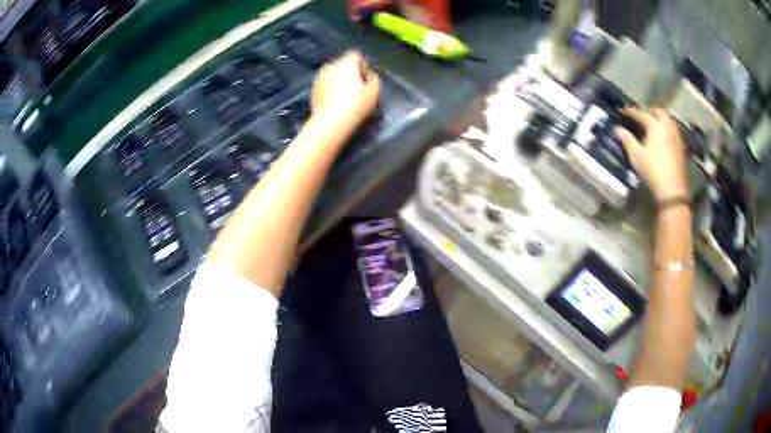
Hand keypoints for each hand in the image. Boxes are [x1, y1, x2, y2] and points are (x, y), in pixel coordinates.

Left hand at [311, 51, 380, 131]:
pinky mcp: (313, 90)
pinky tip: (336, 103)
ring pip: (333, 75)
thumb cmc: (355, 105)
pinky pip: (326, 85)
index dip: (364, 67)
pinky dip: (331, 90)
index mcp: (345, 63)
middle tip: (359, 89)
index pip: (356, 56)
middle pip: (344, 65)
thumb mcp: (374, 92)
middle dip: (351, 74)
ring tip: (346, 97)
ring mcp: (319, 78)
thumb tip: (369, 76)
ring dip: (340, 82)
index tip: (367, 81)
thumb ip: (374, 79)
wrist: (330, 123)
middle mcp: (330, 66)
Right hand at [615, 108, 687, 202]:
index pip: (642, 114)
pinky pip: (673, 130)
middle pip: (659, 112)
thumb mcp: (636, 156)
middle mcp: (667, 126)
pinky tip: (663, 136)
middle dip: (650, 111)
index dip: (632, 112)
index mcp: (655, 126)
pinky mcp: (681, 147)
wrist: (672, 189)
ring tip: (653, 124)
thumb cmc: (653, 170)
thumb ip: (627, 139)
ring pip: (668, 120)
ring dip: (660, 118)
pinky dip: (667, 128)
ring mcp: (676, 136)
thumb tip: (617, 128)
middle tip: (642, 115)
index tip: (624, 111)